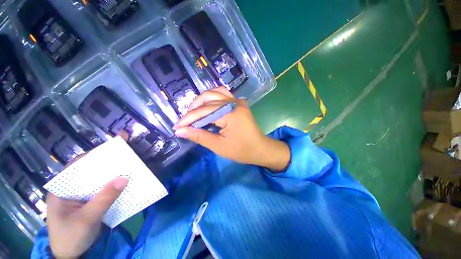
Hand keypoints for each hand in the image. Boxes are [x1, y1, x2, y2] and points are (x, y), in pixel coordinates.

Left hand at [47, 136, 129, 257]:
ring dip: (113, 174)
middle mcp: (71, 189)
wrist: (71, 256)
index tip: (113, 147)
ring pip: (98, 180)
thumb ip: (104, 199)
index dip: (94, 155)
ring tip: (129, 165)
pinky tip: (124, 182)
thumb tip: (125, 177)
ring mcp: (81, 196)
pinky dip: (114, 185)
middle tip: (126, 153)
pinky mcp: (90, 202)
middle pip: (90, 171)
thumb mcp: (87, 219)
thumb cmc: (71, 237)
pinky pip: (103, 189)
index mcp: (62, 189)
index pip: (76, 166)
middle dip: (107, 162)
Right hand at [173, 87, 290, 170]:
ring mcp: (238, 101)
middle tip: (185, 122)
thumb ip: (199, 136)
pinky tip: (207, 105)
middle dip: (193, 111)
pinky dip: (212, 98)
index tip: (176, 127)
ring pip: (214, 93)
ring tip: (193, 113)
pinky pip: (223, 94)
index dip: (188, 119)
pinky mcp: (239, 103)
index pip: (204, 112)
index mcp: (231, 114)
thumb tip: (180, 131)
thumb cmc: (242, 150)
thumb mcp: (219, 146)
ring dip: (201, 102)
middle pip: (208, 101)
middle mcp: (234, 103)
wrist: (260, 148)